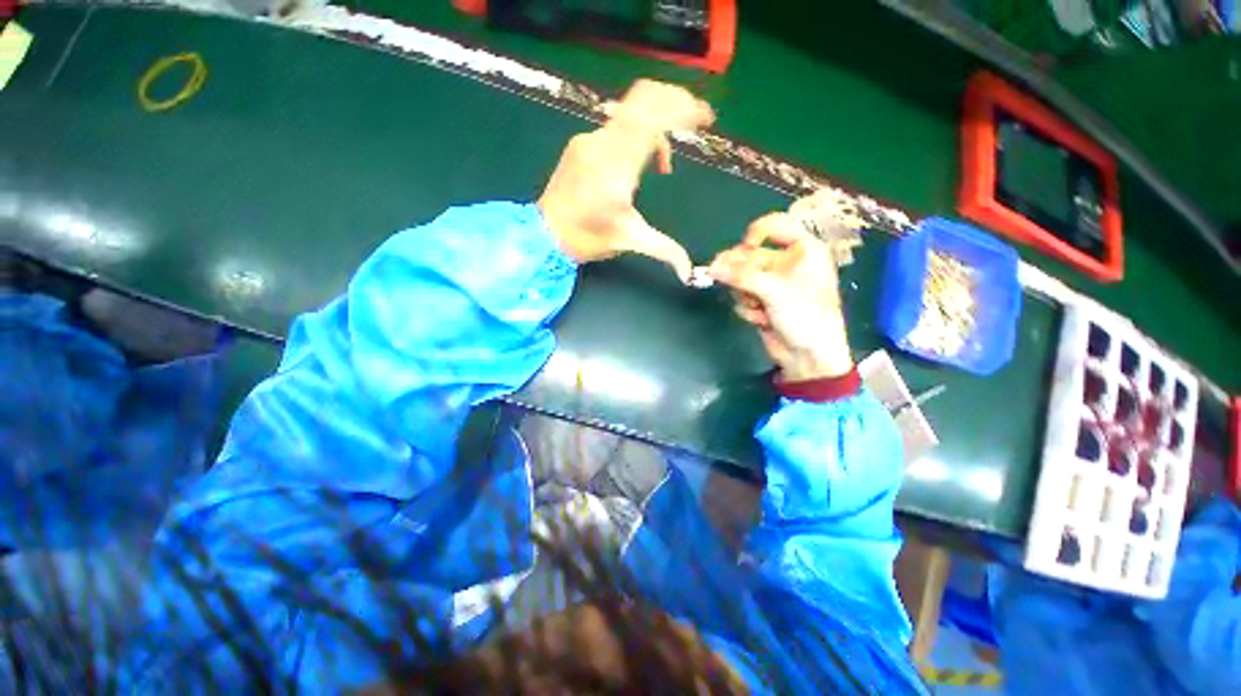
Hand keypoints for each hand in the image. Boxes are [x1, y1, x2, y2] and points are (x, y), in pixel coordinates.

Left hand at [538, 79, 714, 281]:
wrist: (544, 233)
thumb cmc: (587, 239)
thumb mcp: (629, 241)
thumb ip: (664, 251)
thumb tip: (689, 273)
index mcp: (616, 168)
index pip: (652, 119)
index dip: (683, 109)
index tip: (707, 119)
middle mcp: (601, 144)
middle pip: (642, 98)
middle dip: (675, 100)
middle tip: (698, 118)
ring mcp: (588, 139)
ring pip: (630, 109)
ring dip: (658, 118)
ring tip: (668, 157)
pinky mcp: (581, 143)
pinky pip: (617, 124)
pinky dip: (639, 132)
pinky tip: (643, 161)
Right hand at [708, 213, 853, 380]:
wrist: (808, 356)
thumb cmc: (805, 317)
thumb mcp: (776, 291)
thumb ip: (742, 276)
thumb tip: (712, 267)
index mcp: (803, 250)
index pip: (775, 225)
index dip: (756, 233)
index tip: (744, 249)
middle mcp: (786, 263)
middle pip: (750, 255)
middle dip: (738, 270)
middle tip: (718, 275)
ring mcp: (772, 283)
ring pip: (742, 277)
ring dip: (744, 294)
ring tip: (757, 308)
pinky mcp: (761, 301)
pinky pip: (742, 296)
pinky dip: (747, 308)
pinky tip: (761, 319)